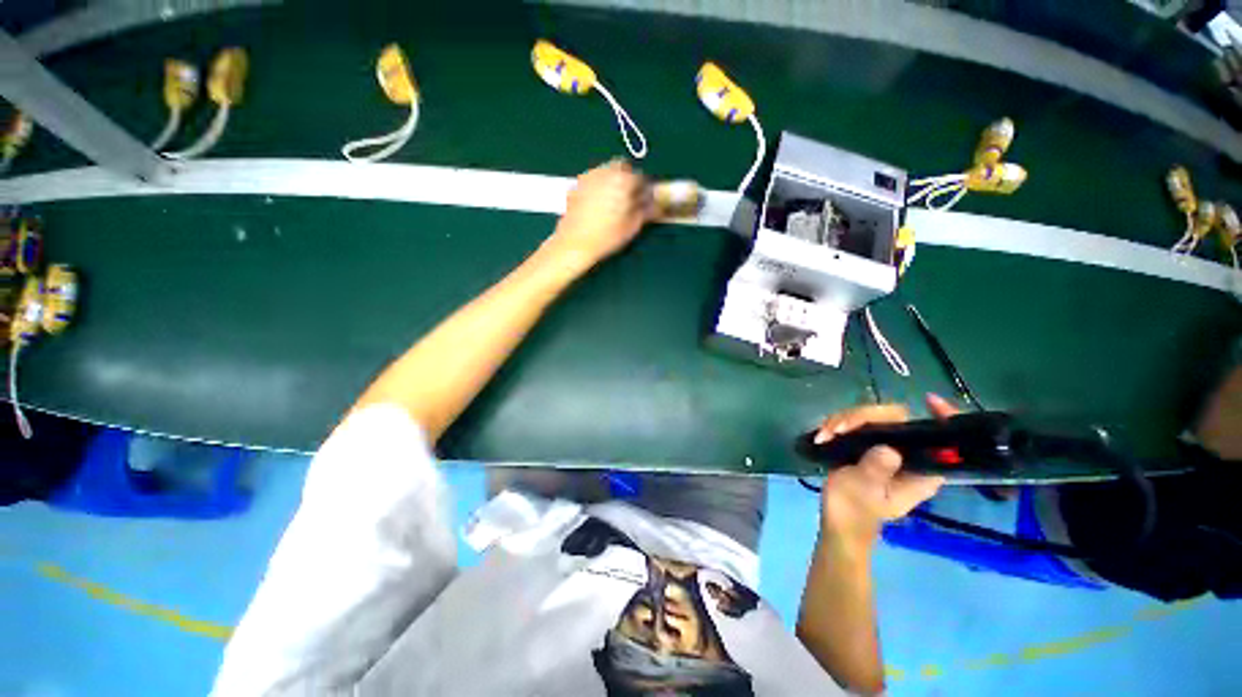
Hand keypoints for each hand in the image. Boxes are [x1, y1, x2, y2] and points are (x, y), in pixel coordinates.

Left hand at [543, 159, 652, 271]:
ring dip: (614, 180)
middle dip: (629, 180)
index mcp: (624, 180)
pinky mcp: (577, 184)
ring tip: (614, 201)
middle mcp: (607, 171)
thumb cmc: (607, 236)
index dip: (645, 189)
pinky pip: (594, 179)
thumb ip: (647, 211)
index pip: (641, 177)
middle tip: (630, 198)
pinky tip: (598, 204)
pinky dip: (600, 186)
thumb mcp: (632, 226)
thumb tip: (657, 204)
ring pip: (607, 171)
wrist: (574, 242)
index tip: (645, 201)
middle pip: (623, 168)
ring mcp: (589, 175)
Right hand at [814, 394, 958, 554]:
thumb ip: (876, 471)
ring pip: (871, 416)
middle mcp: (908, 454)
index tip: (930, 400)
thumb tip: (887, 450)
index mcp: (921, 470)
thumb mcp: (864, 493)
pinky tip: (823, 435)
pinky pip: (855, 422)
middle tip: (838, 428)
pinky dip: (837, 424)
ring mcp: (886, 447)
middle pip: (894, 417)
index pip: (938, 437)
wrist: (838, 520)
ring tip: (825, 434)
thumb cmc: (854, 512)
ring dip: (844, 420)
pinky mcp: (868, 444)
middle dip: (863, 417)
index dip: (941, 417)